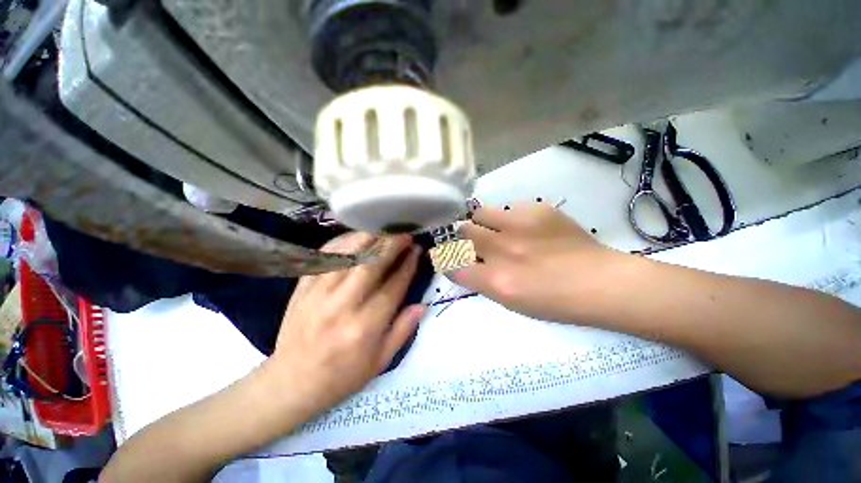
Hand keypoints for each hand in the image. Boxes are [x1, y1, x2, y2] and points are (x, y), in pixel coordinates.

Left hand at [266, 232, 424, 417]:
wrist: (291, 382)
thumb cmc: (342, 376)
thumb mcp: (380, 362)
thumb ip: (403, 330)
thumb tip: (422, 305)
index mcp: (365, 327)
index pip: (393, 287)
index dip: (408, 266)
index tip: (416, 251)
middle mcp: (342, 306)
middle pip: (371, 265)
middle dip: (391, 245)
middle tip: (404, 234)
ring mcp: (318, 294)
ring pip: (346, 255)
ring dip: (368, 238)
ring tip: (383, 231)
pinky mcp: (302, 288)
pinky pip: (323, 257)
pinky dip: (341, 243)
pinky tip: (354, 238)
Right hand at [453, 202, 620, 321]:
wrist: (600, 282)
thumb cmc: (554, 302)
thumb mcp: (511, 301)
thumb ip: (482, 280)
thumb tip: (465, 263)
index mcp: (495, 280)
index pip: (452, 264)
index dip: (444, 259)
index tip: (445, 256)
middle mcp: (502, 250)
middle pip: (462, 231)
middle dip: (463, 237)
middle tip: (475, 241)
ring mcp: (519, 226)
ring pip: (480, 213)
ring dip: (482, 223)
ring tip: (497, 230)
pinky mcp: (537, 209)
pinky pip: (508, 208)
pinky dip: (509, 219)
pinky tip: (527, 229)